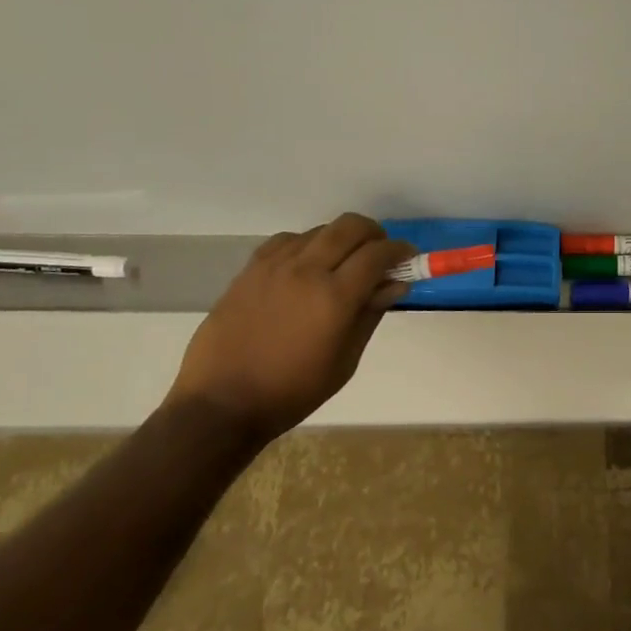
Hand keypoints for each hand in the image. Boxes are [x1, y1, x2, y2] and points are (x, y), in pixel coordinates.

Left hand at [169, 213, 415, 438]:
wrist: (222, 403)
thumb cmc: (292, 391)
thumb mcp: (344, 361)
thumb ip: (370, 314)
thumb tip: (395, 284)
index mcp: (334, 297)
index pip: (377, 254)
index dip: (399, 251)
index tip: (408, 258)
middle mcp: (306, 270)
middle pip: (350, 227)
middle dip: (374, 234)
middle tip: (380, 253)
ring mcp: (274, 266)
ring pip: (319, 230)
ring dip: (340, 239)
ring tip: (342, 264)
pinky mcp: (250, 270)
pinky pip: (287, 241)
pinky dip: (307, 245)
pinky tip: (306, 266)